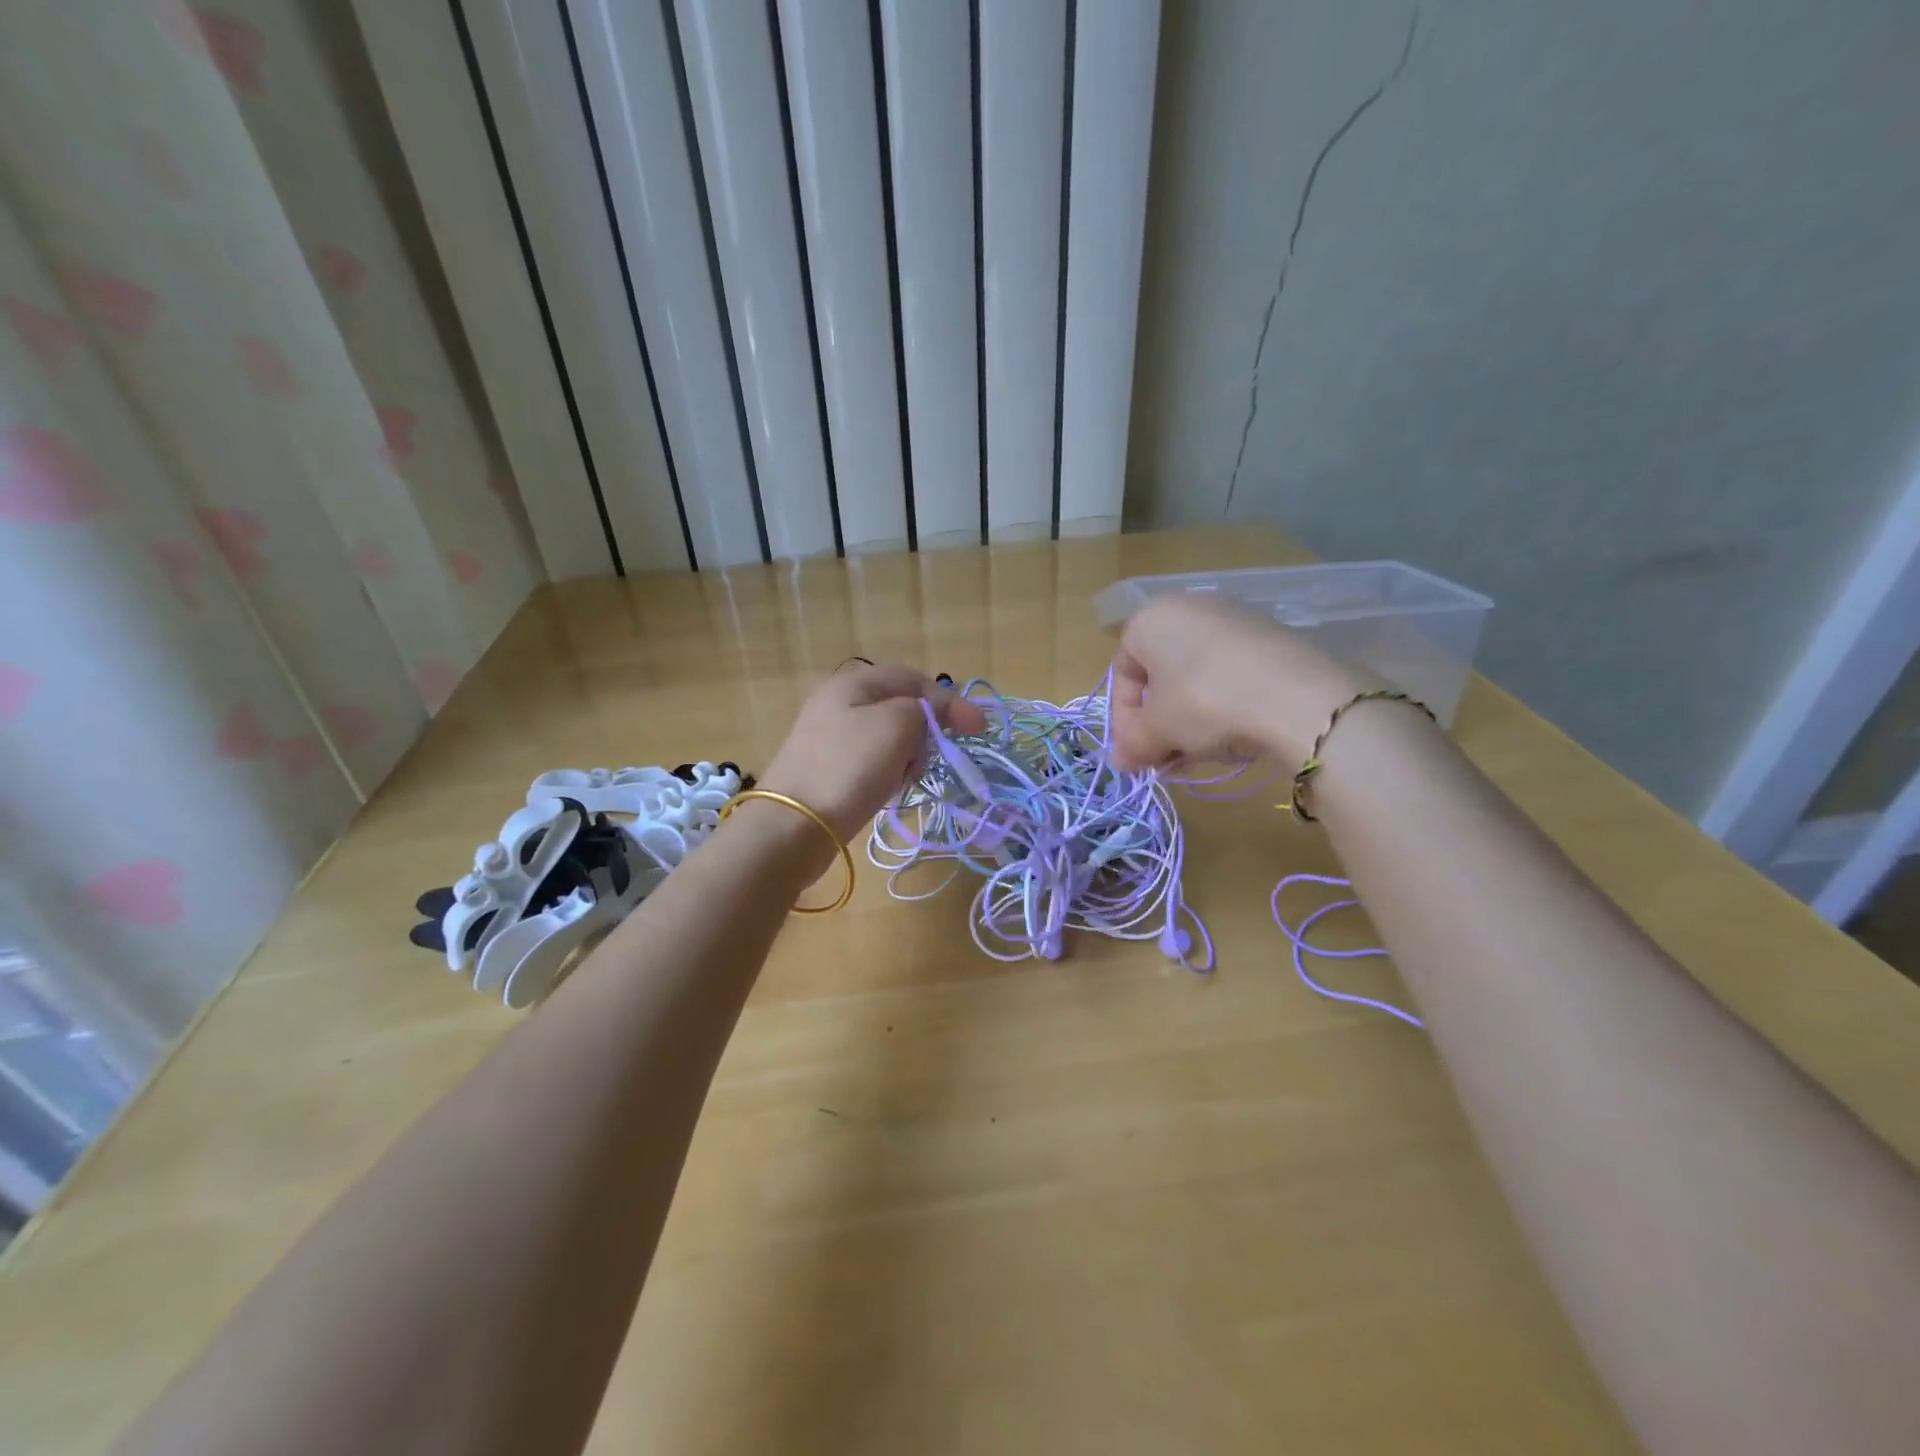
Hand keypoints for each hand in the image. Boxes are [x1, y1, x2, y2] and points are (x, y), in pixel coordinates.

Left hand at [758, 663, 986, 841]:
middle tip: (927, 758)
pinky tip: (886, 791)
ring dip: (908, 757)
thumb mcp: (896, 725)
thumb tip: (935, 711)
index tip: (977, 730)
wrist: (793, 826)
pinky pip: (874, 763)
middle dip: (925, 732)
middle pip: (903, 708)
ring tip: (903, 779)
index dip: (949, 700)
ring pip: (891, 739)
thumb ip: (925, 709)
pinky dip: (888, 774)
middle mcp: (840, 703)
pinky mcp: (830, 770)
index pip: (914, 679)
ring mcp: (832, 738)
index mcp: (854, 683)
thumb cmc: (849, 767)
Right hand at [1109, 596, 1365, 771]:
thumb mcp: (1158, 731)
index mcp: (1151, 619)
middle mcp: (1189, 608)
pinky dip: (1222, 705)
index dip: (1123, 718)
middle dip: (1158, 721)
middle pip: (1161, 674)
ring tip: (1199, 754)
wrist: (1300, 699)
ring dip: (1188, 719)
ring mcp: (1234, 619)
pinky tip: (1233, 736)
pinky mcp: (1271, 637)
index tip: (1135, 752)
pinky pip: (1230, 674)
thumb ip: (1132, 744)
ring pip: (1195, 677)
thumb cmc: (1205, 703)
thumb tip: (1121, 760)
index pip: (1122, 671)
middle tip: (1165, 758)